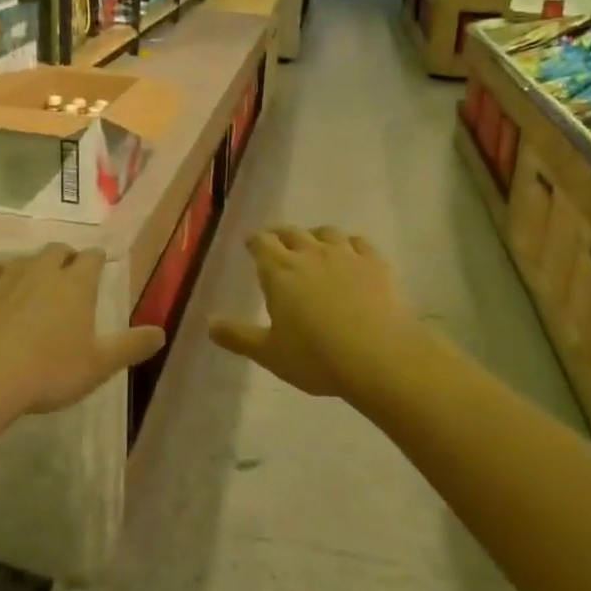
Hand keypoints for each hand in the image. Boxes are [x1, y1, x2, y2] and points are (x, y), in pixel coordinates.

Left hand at [0, 245, 164, 416]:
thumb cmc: (49, 371)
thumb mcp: (99, 365)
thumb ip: (131, 346)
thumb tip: (161, 332)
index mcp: (76, 284)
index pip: (92, 258)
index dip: (97, 260)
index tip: (99, 264)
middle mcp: (43, 270)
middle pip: (57, 250)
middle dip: (65, 257)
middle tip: (68, 273)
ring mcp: (6, 276)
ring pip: (24, 259)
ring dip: (32, 267)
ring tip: (33, 285)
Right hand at [209, 227, 431, 401]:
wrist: (380, 358)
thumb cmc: (317, 358)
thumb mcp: (270, 353)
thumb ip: (238, 336)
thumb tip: (209, 324)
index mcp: (280, 271)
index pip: (262, 242)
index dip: (255, 241)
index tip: (251, 244)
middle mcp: (311, 254)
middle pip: (292, 233)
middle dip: (281, 236)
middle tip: (277, 244)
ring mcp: (347, 255)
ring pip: (327, 233)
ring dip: (315, 236)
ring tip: (314, 246)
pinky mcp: (376, 264)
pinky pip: (360, 243)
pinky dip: (350, 245)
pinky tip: (352, 254)